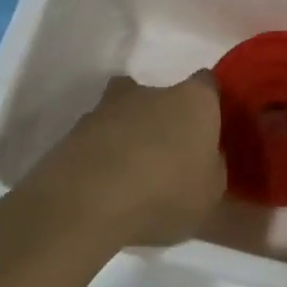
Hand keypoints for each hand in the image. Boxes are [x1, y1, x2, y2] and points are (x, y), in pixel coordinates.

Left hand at [25, 72, 225, 246]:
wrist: (89, 202)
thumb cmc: (165, 193)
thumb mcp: (210, 194)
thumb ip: (212, 168)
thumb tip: (206, 157)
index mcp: (193, 100)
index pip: (207, 84)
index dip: (208, 103)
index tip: (209, 126)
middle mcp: (151, 91)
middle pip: (160, 94)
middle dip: (163, 116)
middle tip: (166, 151)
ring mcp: (108, 107)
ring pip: (124, 111)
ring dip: (128, 131)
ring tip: (130, 170)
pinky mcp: (75, 129)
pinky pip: (97, 136)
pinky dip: (101, 152)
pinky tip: (104, 182)